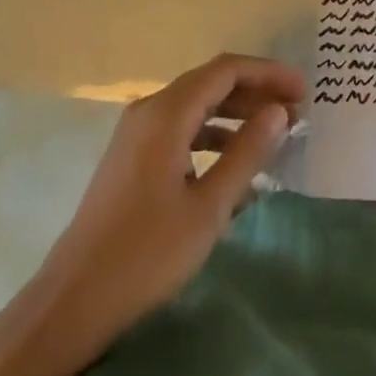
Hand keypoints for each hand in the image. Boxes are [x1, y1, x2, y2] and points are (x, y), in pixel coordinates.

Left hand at [0, 54, 304, 375]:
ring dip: (236, 114)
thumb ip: (247, 152)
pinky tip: (235, 165)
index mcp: (167, 113)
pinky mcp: (131, 159)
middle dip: (255, 92)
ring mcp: (136, 135)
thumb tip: (279, 111)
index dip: (268, 74)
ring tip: (273, 135)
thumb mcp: (208, 207)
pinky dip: (212, 137)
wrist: (72, 304)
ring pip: (196, 106)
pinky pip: (181, 130)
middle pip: (211, 83)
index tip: (304, 92)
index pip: (227, 70)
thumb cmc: (146, 255)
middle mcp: (149, 111)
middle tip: (296, 112)